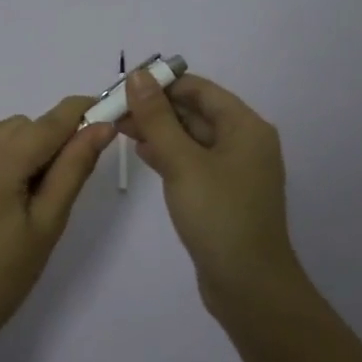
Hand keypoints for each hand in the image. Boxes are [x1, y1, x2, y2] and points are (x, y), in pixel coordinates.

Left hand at [0, 95, 115, 338]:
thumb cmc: (8, 274)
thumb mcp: (49, 222)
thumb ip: (74, 168)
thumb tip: (100, 126)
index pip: (48, 123)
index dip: (78, 112)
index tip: (101, 110)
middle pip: (19, 126)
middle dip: (42, 142)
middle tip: (50, 184)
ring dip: (12, 152)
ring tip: (13, 197)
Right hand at [119, 69, 309, 319]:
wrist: (249, 286)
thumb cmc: (219, 216)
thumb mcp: (183, 163)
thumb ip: (157, 119)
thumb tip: (138, 76)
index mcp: (245, 127)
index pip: (199, 89)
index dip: (161, 83)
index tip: (123, 86)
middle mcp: (244, 142)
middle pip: (196, 111)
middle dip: (156, 108)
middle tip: (113, 110)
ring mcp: (234, 170)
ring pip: (192, 138)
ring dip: (159, 131)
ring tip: (118, 128)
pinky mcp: (223, 194)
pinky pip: (193, 162)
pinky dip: (169, 154)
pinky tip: (142, 153)